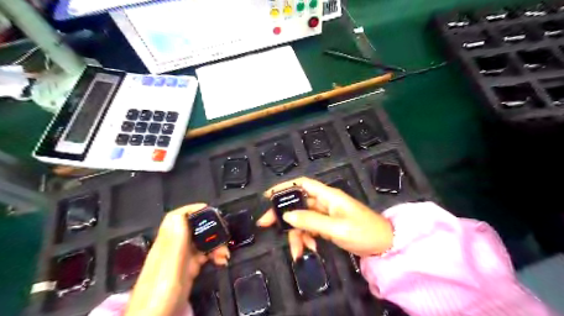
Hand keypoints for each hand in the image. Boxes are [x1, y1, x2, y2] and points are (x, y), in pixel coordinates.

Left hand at [125, 203, 228, 315]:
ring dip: (215, 244)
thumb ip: (174, 242)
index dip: (192, 210)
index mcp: (167, 245)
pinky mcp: (187, 272)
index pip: (177, 218)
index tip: (211, 210)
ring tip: (226, 254)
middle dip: (210, 229)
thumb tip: (180, 214)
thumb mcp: (169, 267)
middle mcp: (173, 249)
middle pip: (192, 229)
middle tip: (225, 235)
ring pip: (200, 242)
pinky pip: (203, 256)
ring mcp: (181, 261)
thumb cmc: (161, 295)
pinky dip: (214, 255)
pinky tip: (221, 261)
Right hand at [257, 177, 392, 258]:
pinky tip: (308, 249)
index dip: (285, 187)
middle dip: (282, 215)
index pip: (303, 184)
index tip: (268, 196)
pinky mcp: (328, 225)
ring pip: (303, 219)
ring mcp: (326, 214)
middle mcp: (325, 202)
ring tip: (297, 251)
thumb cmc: (364, 232)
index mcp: (328, 196)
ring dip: (296, 234)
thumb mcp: (337, 228)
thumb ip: (311, 221)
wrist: (384, 245)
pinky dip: (306, 238)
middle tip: (265, 225)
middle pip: (298, 203)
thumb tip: (287, 216)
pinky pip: (311, 228)